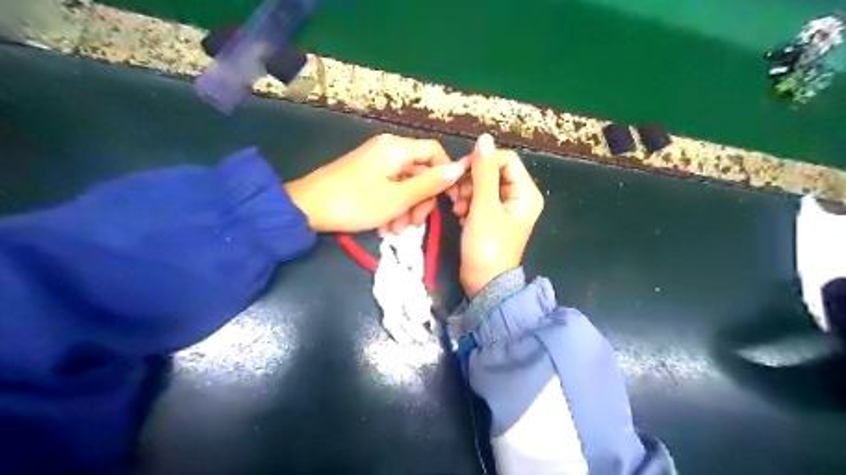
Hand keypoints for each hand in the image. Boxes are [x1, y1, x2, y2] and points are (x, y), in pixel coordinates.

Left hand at [287, 133, 464, 233]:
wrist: (307, 209)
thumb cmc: (356, 203)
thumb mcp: (398, 197)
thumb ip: (430, 183)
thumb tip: (460, 167)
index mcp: (396, 148)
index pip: (435, 152)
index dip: (445, 175)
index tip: (449, 200)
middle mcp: (388, 150)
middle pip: (420, 171)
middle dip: (421, 200)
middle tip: (414, 224)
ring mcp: (375, 163)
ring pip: (405, 184)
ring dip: (406, 209)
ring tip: (395, 231)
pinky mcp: (365, 176)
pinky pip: (389, 189)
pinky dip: (392, 207)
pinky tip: (384, 227)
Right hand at [456, 134, 540, 295]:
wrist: (484, 283)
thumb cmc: (487, 246)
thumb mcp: (483, 207)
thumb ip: (483, 173)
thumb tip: (485, 139)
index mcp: (526, 193)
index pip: (505, 160)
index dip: (482, 162)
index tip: (460, 173)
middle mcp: (520, 196)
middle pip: (494, 171)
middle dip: (472, 181)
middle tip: (458, 197)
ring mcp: (507, 208)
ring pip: (484, 185)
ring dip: (468, 193)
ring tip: (459, 210)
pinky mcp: (495, 217)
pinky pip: (481, 199)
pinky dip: (469, 204)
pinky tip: (461, 216)